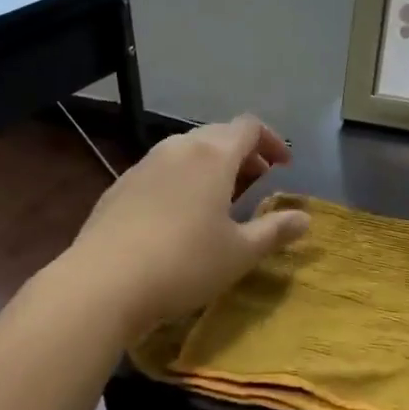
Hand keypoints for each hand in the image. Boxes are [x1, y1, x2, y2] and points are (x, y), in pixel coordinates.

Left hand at [67, 115, 310, 340]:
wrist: (103, 282)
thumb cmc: (184, 264)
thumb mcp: (240, 253)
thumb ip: (275, 231)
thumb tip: (304, 218)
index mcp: (213, 156)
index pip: (249, 127)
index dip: (271, 140)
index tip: (283, 166)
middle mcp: (178, 148)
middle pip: (218, 134)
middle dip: (243, 153)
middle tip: (257, 182)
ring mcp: (144, 165)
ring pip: (187, 150)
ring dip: (211, 165)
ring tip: (220, 198)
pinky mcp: (120, 186)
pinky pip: (161, 169)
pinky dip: (182, 179)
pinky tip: (178, 215)